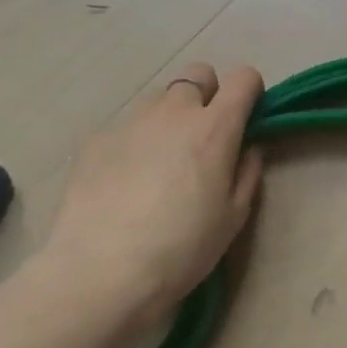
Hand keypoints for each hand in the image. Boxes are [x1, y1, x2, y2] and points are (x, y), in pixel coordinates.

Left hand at [31, 61, 263, 345]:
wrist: (101, 273)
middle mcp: (173, 112)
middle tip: (205, 136)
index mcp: (215, 127)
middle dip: (208, 94)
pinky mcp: (96, 140)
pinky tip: (127, 182)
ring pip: (159, 99)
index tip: (248, 118)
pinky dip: (136, 142)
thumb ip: (247, 172)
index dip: (250, 92)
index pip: (244, 78)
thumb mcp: (233, 216)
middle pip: (198, 74)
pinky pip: (127, 127)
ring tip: (162, 162)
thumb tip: (247, 148)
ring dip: (171, 117)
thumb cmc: (182, 248)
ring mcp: (130, 122)